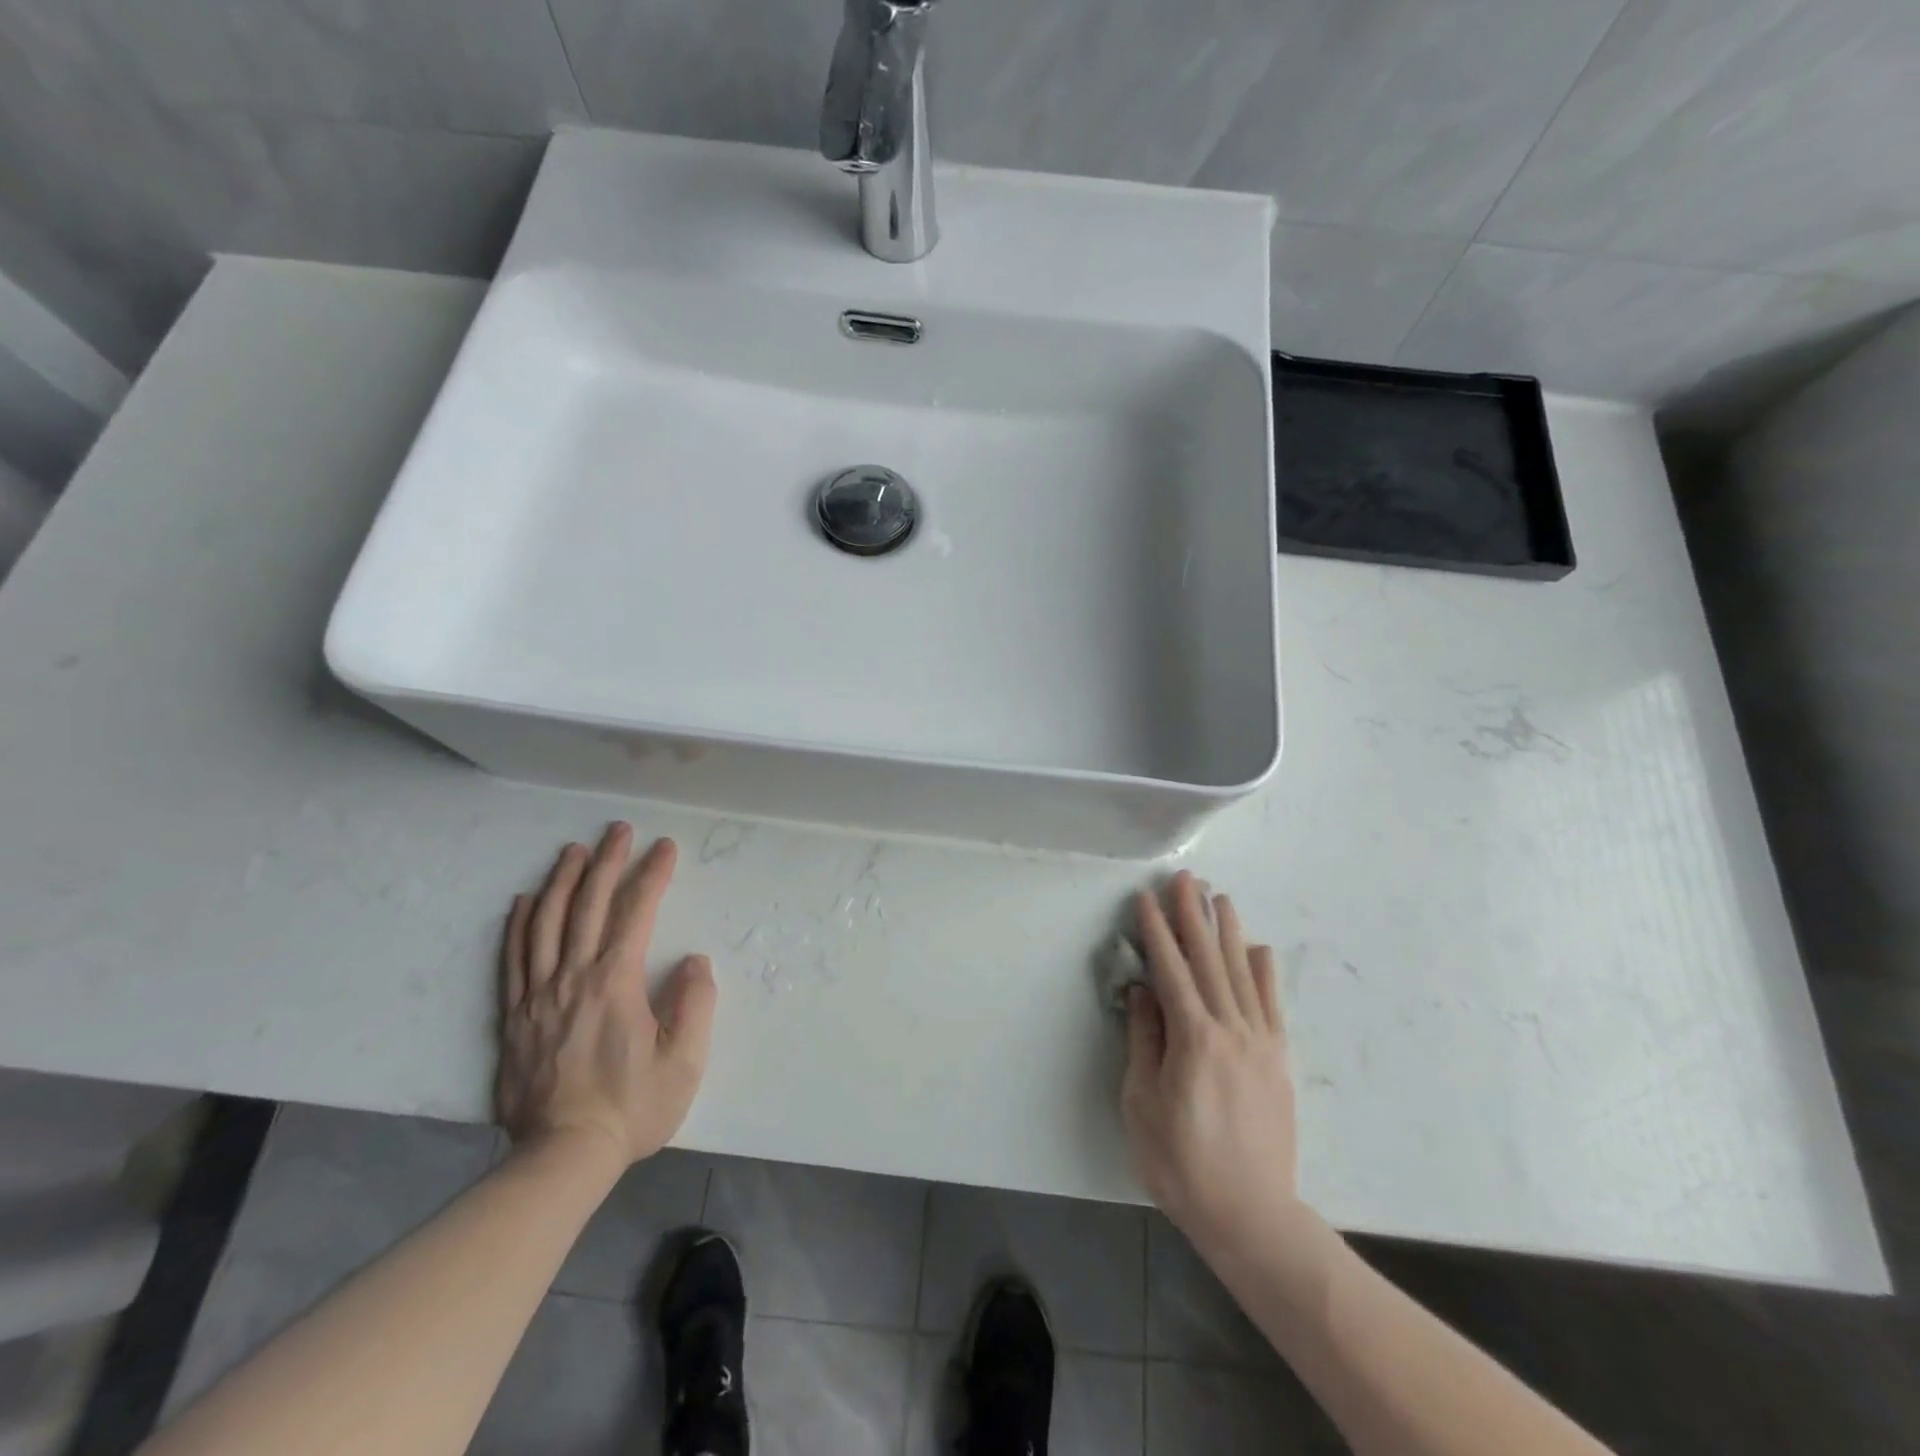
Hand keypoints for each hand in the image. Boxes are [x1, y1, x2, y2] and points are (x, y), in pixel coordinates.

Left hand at [497, 824, 716, 1168]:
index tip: (664, 847)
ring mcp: (538, 995)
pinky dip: (520, 924)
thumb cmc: (632, 1107)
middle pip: (588, 906)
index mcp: (615, 983)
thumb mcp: (684, 1061)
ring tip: (573, 850)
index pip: (636, 913)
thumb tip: (693, 960)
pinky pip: (514, 958)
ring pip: (546, 924)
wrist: (563, 1157)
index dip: (652, 875)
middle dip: (606, 862)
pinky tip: (526, 900)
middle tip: (617, 830)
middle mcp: (573, 977)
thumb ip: (695, 1003)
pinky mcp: (516, 1016)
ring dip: (561, 881)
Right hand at [1122, 872, 1303, 1261]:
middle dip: (1193, 916)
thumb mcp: (1143, 1102)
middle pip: (1209, 960)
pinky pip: (1272, 1004)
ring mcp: (1260, 1042)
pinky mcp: (1278, 1059)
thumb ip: (1145, 1040)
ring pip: (1242, 973)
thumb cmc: (1181, 1162)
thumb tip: (1144, 990)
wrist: (1251, 1214)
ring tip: (1219, 898)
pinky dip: (1264, 971)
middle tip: (1185, 879)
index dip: (1156, 932)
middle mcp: (1230, 1028)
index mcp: (1193, 1037)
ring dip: (1227, 932)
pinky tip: (1258, 948)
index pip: (1171, 970)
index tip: (1146, 899)